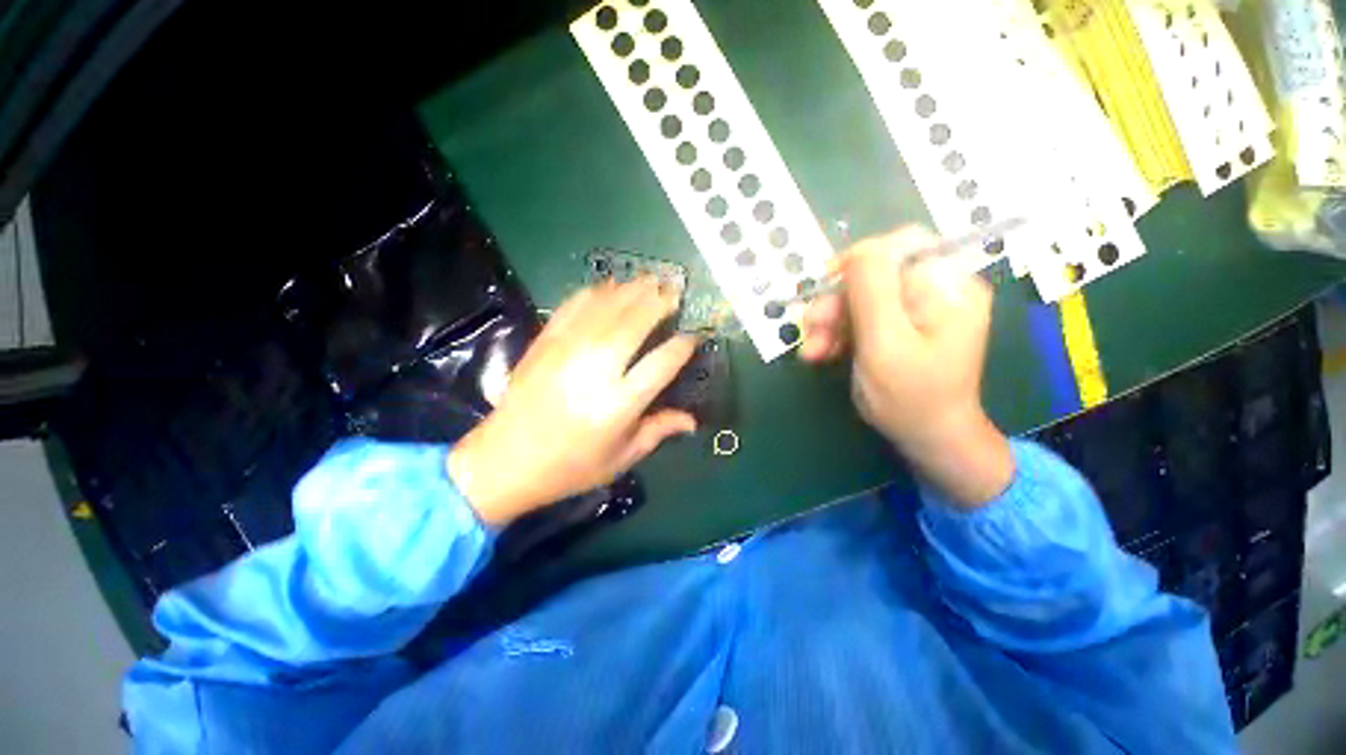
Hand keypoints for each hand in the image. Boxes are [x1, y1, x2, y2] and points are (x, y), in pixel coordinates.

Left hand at [448, 279, 696, 525]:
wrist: (504, 460)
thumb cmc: (570, 466)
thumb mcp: (622, 457)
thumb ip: (659, 431)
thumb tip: (693, 421)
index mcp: (620, 403)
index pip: (662, 362)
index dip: (683, 346)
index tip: (694, 337)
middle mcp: (597, 370)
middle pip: (635, 323)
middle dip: (659, 301)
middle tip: (675, 290)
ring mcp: (567, 351)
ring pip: (607, 308)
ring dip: (632, 290)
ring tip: (651, 280)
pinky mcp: (546, 342)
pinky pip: (574, 306)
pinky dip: (595, 292)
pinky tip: (610, 286)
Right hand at [800, 226, 1012, 506]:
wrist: (926, 436)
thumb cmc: (910, 396)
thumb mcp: (885, 342)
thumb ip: (871, 291)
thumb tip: (859, 249)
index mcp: (947, 286)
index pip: (900, 246)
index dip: (858, 261)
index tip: (825, 284)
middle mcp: (936, 290)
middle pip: (874, 275)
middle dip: (836, 302)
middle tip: (810, 328)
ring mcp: (917, 309)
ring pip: (860, 298)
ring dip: (829, 322)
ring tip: (811, 351)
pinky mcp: (899, 326)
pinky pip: (861, 317)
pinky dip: (837, 333)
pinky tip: (821, 353)